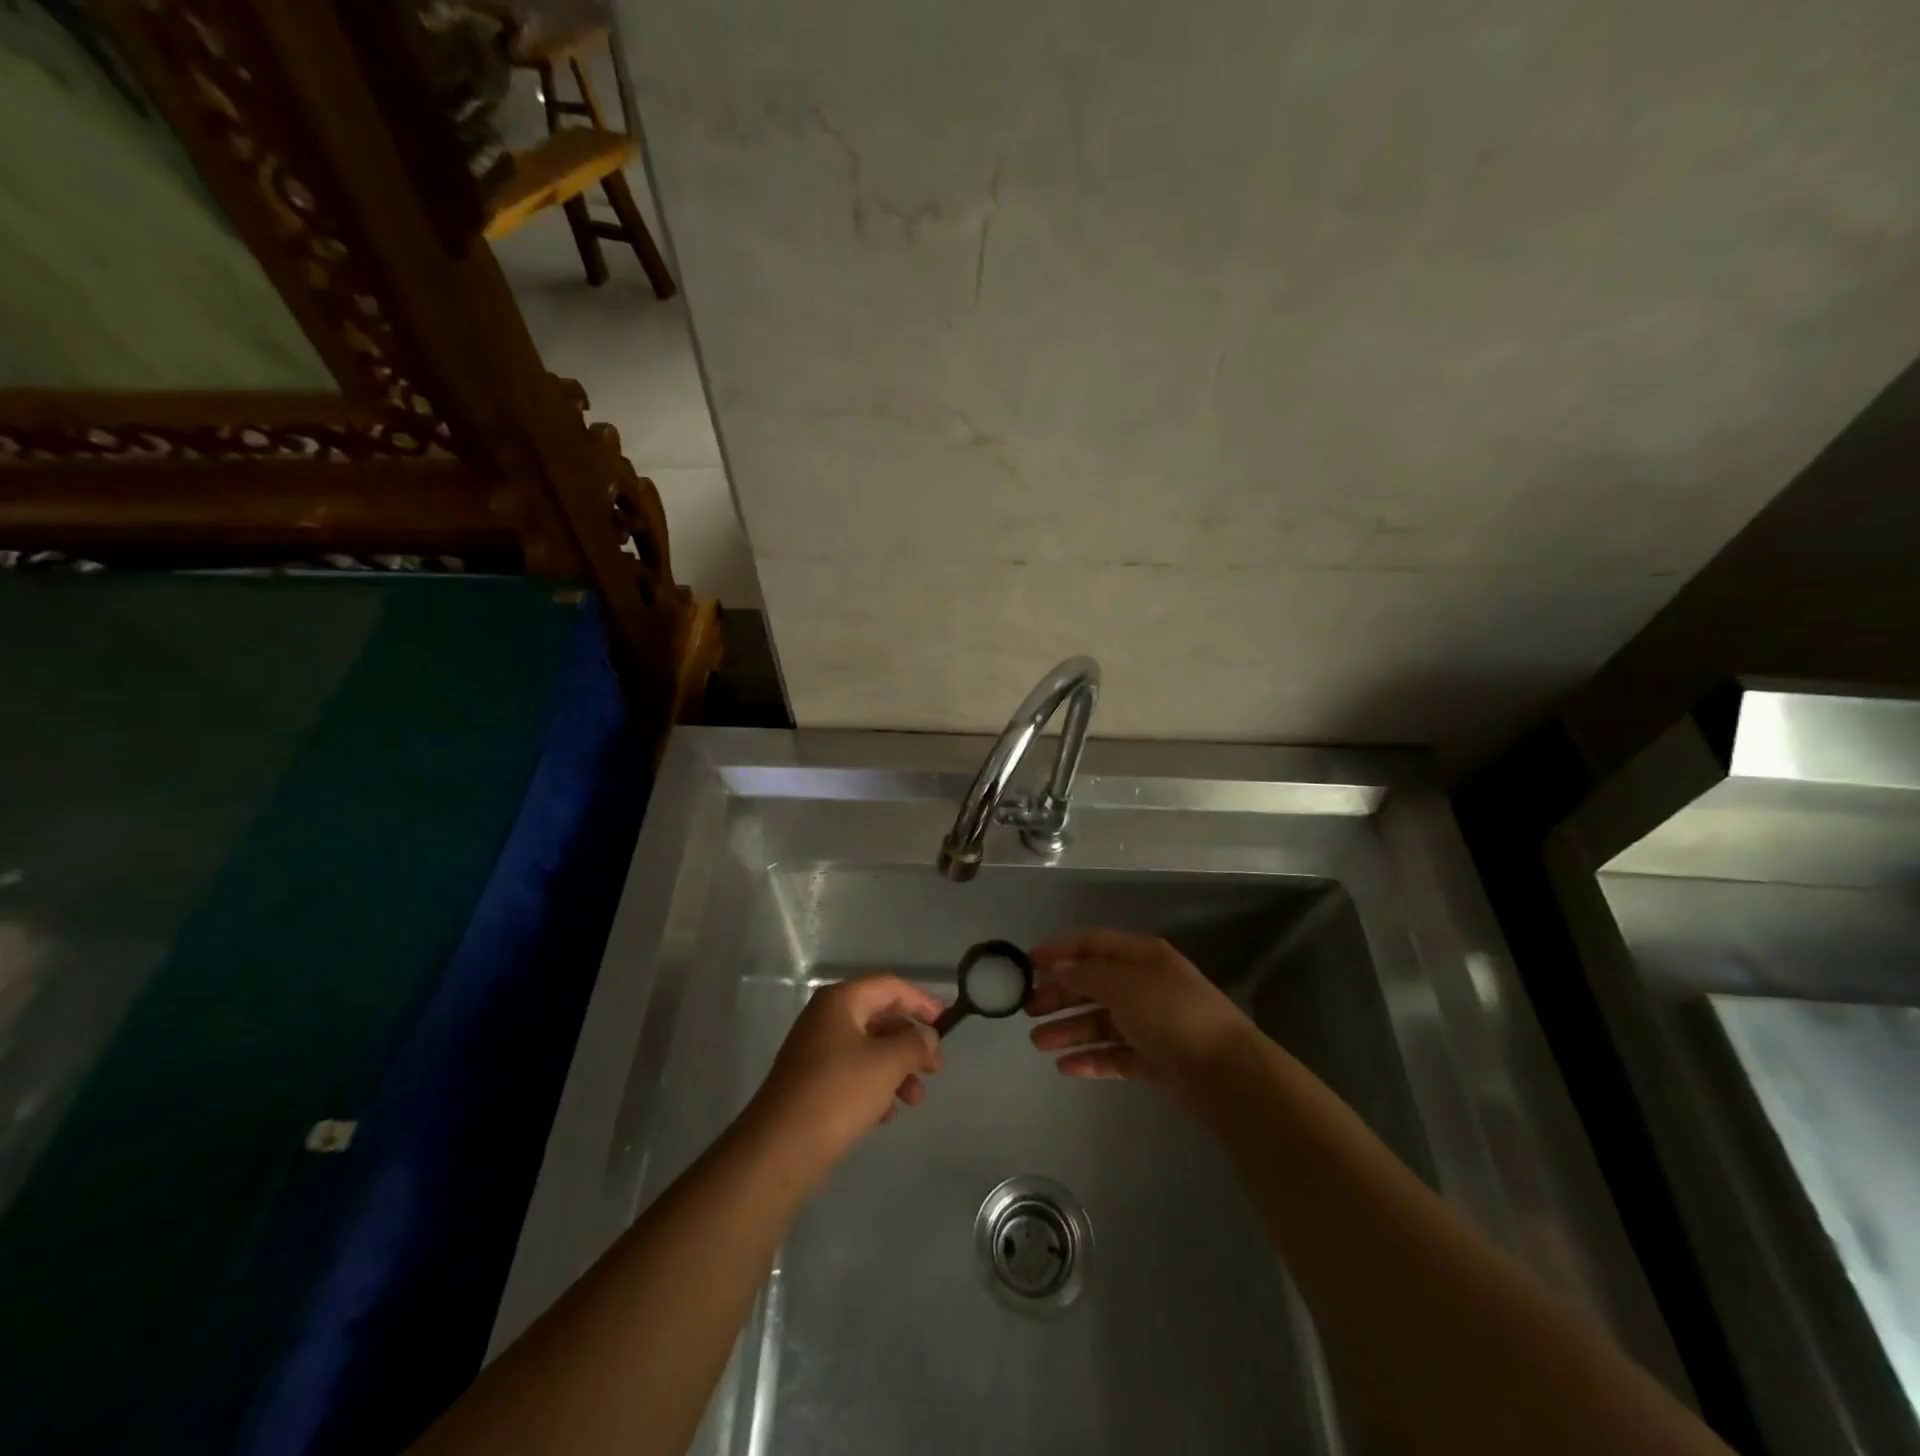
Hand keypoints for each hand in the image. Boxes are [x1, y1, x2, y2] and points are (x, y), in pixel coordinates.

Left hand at [743, 975, 944, 1183]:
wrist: (780, 1148)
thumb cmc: (838, 1092)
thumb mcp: (887, 1063)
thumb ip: (915, 1043)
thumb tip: (926, 1036)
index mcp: (840, 1001)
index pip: (890, 987)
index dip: (921, 1001)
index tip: (946, 1023)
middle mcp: (826, 1018)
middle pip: (880, 1018)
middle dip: (911, 1042)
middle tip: (935, 1068)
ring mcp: (816, 1051)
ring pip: (869, 1050)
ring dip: (897, 1070)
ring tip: (914, 1100)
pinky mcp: (812, 1083)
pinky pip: (853, 1074)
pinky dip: (875, 1087)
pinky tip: (886, 1114)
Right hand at [1027, 929, 1255, 1092]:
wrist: (1226, 1072)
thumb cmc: (1171, 1014)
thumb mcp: (1124, 984)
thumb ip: (1087, 974)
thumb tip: (1060, 968)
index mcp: (1141, 956)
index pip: (1092, 943)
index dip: (1059, 950)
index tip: (1027, 963)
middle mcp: (1145, 984)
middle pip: (1093, 983)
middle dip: (1059, 994)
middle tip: (1027, 1009)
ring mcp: (1151, 1022)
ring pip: (1100, 1021)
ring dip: (1069, 1029)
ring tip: (1037, 1042)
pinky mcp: (1155, 1058)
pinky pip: (1115, 1054)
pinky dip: (1091, 1058)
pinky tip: (1066, 1067)